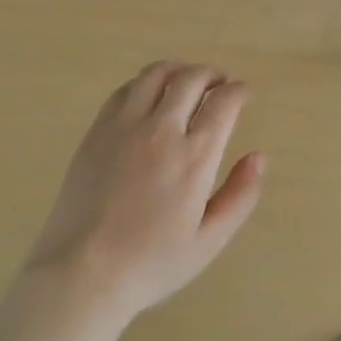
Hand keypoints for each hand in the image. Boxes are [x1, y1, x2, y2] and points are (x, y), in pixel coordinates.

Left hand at [19, 62, 265, 330]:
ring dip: (178, 69)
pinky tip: (149, 95)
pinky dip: (145, 82)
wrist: (82, 271)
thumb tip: (258, 157)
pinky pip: (124, 90)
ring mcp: (123, 126)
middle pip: (190, 78)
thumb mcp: (209, 240)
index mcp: (194, 156)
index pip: (223, 102)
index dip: (238, 91)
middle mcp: (160, 130)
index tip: (243, 94)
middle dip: (212, 74)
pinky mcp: (96, 131)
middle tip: (219, 82)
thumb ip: (240, 196)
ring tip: (186, 80)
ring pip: (155, 74)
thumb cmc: (151, 263)